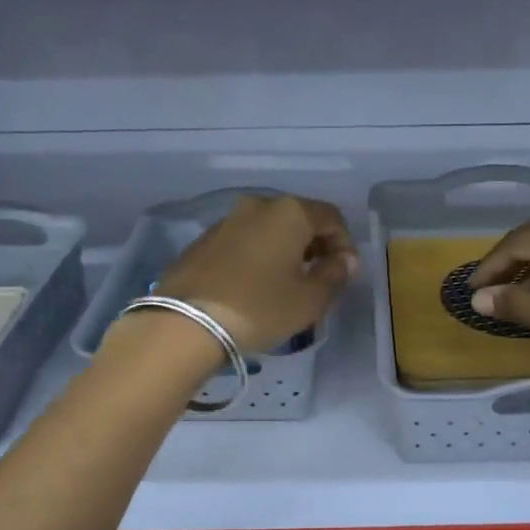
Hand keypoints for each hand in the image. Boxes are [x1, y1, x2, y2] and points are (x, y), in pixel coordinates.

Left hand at [148, 193, 357, 353]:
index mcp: (290, 212)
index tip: (344, 273)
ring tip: (287, 285)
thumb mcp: (309, 299)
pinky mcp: (202, 242)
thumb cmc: (260, 308)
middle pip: (298, 219)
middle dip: (315, 246)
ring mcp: (226, 221)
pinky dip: (258, 258)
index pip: (331, 217)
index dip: (345, 243)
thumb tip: (344, 261)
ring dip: (285, 252)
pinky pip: (244, 243)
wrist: (184, 323)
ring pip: (269, 230)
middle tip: (320, 278)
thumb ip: (334, 275)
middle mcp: (258, 206)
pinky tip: (256, 287)